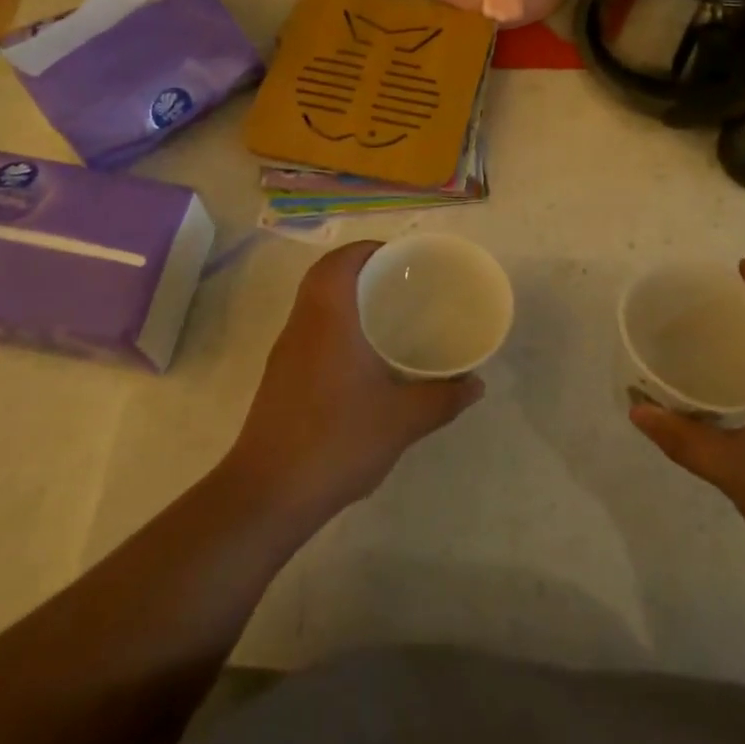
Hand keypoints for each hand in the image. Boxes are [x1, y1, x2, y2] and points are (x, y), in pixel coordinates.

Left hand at [224, 241, 483, 524]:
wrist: (268, 494)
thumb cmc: (337, 440)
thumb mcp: (403, 420)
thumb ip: (443, 398)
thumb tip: (476, 384)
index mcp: (328, 319)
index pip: (339, 261)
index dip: (368, 249)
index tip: (400, 258)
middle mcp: (301, 326)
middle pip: (324, 278)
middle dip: (360, 271)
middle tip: (400, 283)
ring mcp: (286, 354)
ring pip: (314, 306)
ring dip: (345, 300)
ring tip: (387, 315)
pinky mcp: (281, 379)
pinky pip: (310, 333)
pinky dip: (335, 328)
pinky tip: (363, 359)